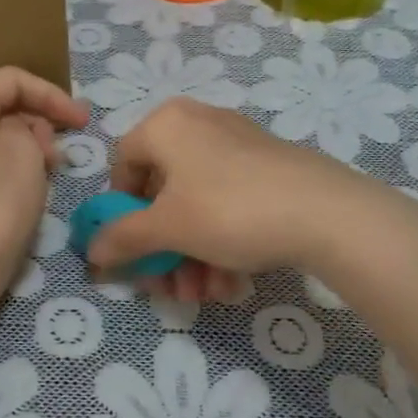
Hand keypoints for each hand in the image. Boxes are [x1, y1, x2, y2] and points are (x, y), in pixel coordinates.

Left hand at [0, 67, 88, 293]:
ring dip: (31, 145)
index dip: (50, 93)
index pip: (10, 80)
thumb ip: (28, 126)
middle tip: (62, 153)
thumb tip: (20, 132)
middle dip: (40, 121)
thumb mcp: (23, 150)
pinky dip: (16, 165)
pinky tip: (33, 187)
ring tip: (51, 171)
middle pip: (1, 106)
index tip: (82, 120)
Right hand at [88, 98, 394, 297]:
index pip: (123, 165)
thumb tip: (92, 251)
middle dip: (164, 248)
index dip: (120, 212)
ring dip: (192, 255)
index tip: (132, 249)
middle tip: (170, 286)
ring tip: (207, 294)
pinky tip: (232, 282)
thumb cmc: (229, 210)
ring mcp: (237, 143)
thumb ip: (123, 238)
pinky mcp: (268, 166)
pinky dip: (223, 241)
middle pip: (163, 192)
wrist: (326, 212)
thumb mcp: (168, 228)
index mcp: (166, 124)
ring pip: (197, 203)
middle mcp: (198, 123)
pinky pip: (229, 201)